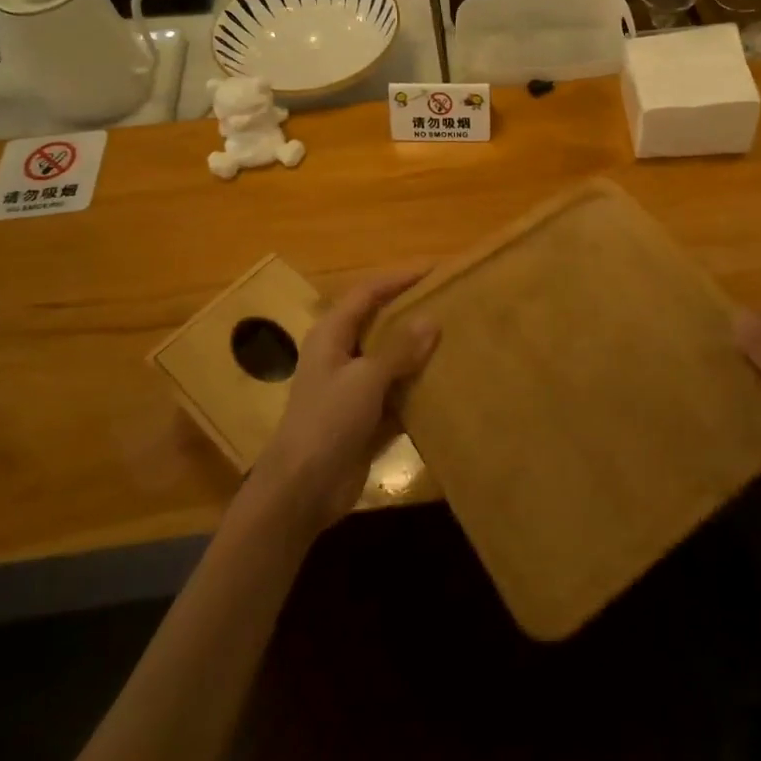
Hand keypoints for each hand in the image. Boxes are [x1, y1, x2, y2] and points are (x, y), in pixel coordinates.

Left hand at [252, 270, 438, 531]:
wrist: (302, 490)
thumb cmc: (327, 422)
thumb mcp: (365, 379)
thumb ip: (399, 349)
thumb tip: (432, 320)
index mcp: (332, 334)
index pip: (368, 293)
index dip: (399, 278)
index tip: (436, 270)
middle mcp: (342, 354)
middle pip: (381, 323)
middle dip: (413, 313)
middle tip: (452, 302)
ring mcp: (353, 388)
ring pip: (392, 359)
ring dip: (419, 352)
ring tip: (458, 338)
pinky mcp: (366, 418)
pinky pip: (398, 393)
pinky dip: (418, 388)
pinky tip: (448, 384)